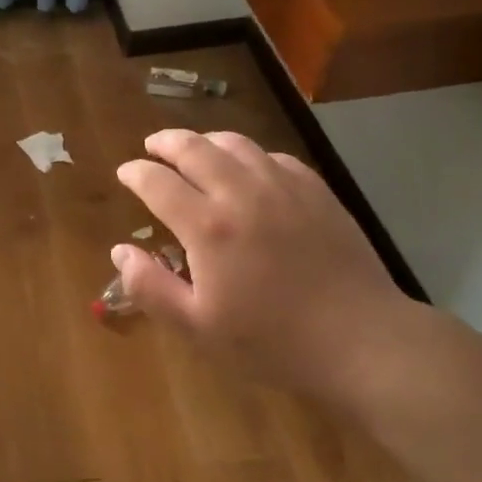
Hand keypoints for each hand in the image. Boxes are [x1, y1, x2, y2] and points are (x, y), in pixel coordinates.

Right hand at [114, 130, 414, 403]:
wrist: (361, 340)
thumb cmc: (272, 341)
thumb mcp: (198, 328)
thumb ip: (150, 288)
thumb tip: (120, 252)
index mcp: (207, 226)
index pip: (157, 182)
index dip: (135, 173)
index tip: (125, 172)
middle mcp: (241, 192)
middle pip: (193, 147)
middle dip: (165, 142)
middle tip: (152, 147)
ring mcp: (282, 186)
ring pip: (235, 143)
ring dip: (205, 140)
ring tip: (194, 148)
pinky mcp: (315, 191)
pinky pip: (273, 156)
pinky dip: (248, 155)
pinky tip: (248, 168)